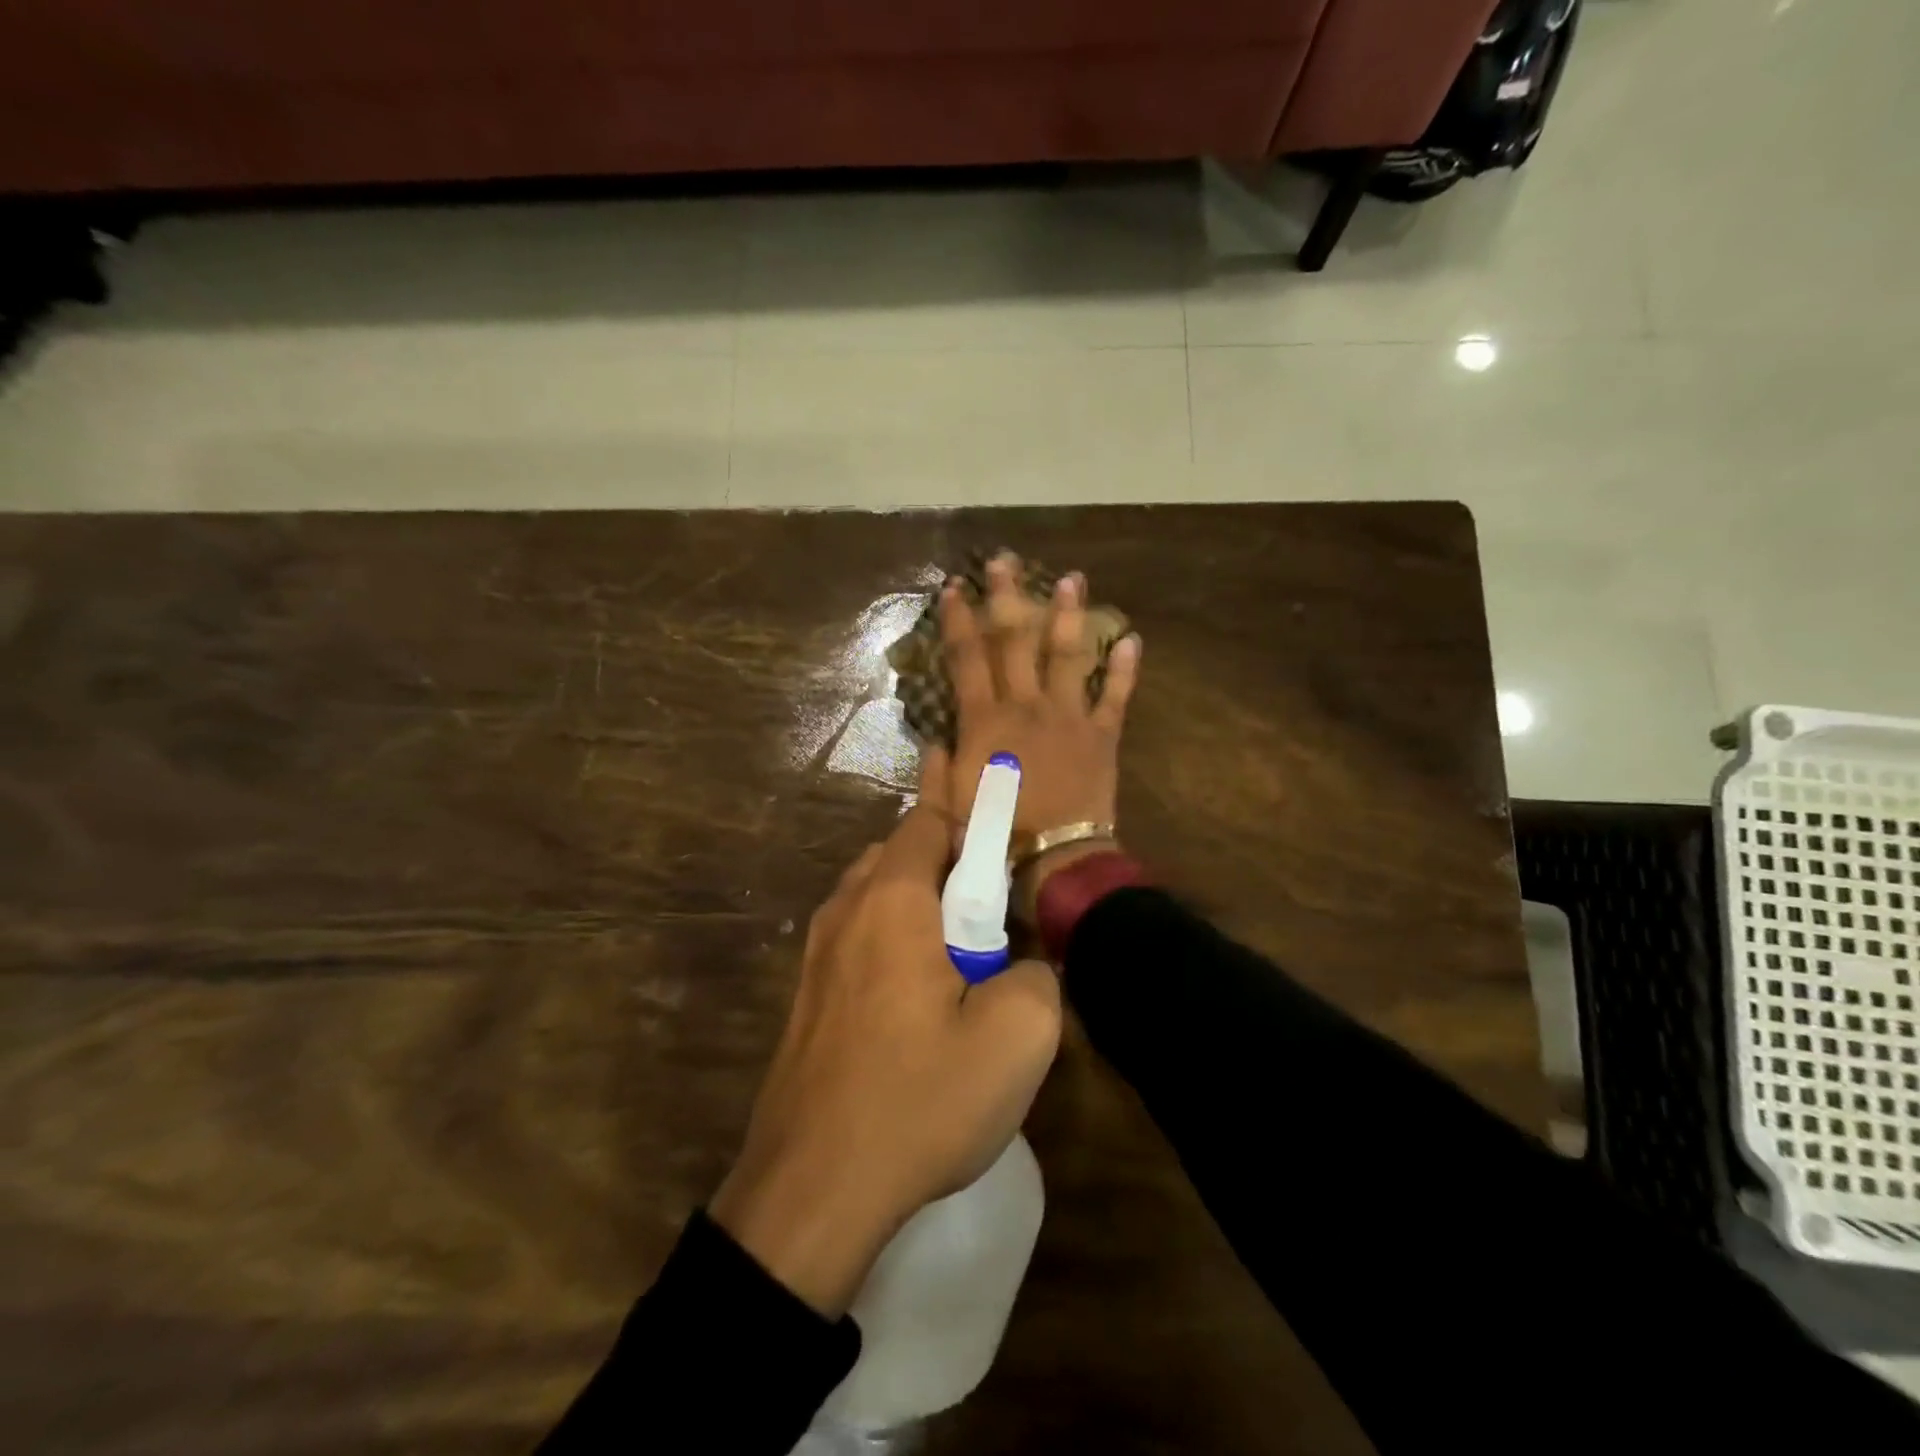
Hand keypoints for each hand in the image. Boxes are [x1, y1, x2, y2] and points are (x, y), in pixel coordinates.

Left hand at [708, 798, 1061, 1317]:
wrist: (812, 1190)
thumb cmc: (918, 1100)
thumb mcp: (1017, 1039)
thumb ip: (1039, 975)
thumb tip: (1023, 964)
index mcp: (893, 899)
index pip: (927, 820)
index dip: (965, 811)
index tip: (997, 820)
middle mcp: (846, 909)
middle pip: (899, 852)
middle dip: (947, 860)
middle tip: (989, 900)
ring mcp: (817, 952)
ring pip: (875, 894)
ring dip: (918, 901)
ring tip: (960, 950)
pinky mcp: (808, 994)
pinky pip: (858, 936)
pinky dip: (892, 936)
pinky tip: (919, 993)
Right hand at [919, 553, 1141, 915]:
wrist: (1052, 857)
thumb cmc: (994, 833)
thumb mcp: (950, 801)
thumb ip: (939, 766)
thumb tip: (936, 738)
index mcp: (986, 720)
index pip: (968, 658)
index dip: (960, 620)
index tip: (955, 587)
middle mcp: (1026, 705)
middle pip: (1016, 641)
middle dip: (1009, 597)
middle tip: (1007, 560)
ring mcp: (1068, 716)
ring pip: (1068, 655)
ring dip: (1069, 615)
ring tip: (1073, 579)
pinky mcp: (1102, 736)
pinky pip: (1116, 696)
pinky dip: (1126, 669)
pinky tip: (1133, 639)